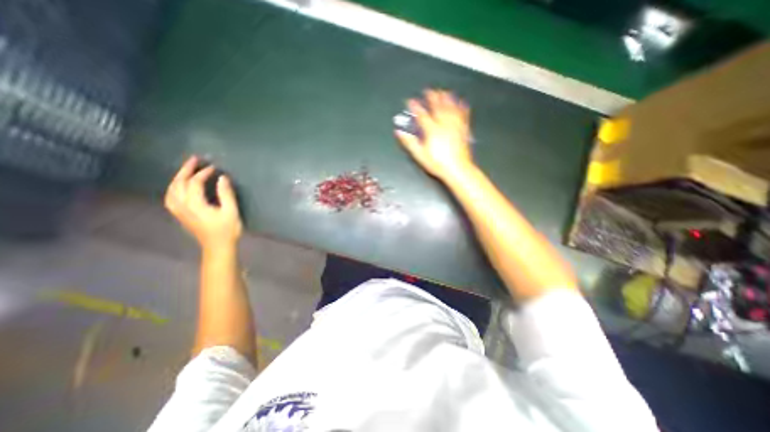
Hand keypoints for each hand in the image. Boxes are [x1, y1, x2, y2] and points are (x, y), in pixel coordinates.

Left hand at [163, 154, 240, 249]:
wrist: (218, 246)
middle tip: (195, 159)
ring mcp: (179, 211)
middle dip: (186, 170)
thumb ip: (226, 194)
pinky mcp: (180, 214)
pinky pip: (170, 196)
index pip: (194, 183)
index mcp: (195, 205)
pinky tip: (180, 185)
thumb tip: (222, 178)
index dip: (203, 173)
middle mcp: (182, 206)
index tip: (214, 168)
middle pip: (179, 184)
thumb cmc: (227, 230)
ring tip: (187, 170)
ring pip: (171, 189)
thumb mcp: (231, 211)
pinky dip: (174, 187)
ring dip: (178, 177)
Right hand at [396, 89, 475, 181]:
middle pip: (438, 107)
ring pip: (451, 108)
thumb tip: (399, 132)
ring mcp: (455, 126)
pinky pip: (463, 115)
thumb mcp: (420, 155)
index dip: (415, 107)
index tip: (411, 101)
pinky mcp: (463, 130)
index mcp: (432, 130)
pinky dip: (462, 107)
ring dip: (447, 98)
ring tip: (444, 91)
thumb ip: (409, 142)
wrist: (457, 169)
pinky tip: (462, 102)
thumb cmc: (437, 163)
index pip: (422, 115)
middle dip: (432, 97)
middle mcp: (444, 124)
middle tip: (429, 90)